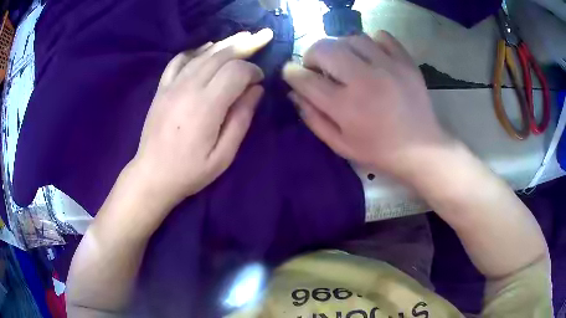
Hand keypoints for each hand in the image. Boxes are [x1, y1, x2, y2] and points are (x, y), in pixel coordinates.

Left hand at [132, 29, 272, 208]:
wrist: (152, 174)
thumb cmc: (190, 171)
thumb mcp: (224, 155)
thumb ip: (241, 119)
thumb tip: (256, 90)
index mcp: (207, 106)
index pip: (236, 71)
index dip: (253, 70)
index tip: (259, 80)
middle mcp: (189, 87)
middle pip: (221, 56)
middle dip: (244, 46)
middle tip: (260, 40)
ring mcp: (172, 85)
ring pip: (203, 54)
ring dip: (225, 45)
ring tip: (242, 38)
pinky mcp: (162, 88)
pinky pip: (179, 60)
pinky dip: (195, 50)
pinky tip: (206, 48)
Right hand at [283, 31, 447, 178]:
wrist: (421, 148)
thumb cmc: (378, 150)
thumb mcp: (340, 144)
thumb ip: (313, 118)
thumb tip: (294, 93)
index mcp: (345, 106)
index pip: (305, 79)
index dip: (292, 73)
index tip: (291, 73)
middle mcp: (364, 79)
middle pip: (324, 48)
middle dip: (312, 55)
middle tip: (318, 67)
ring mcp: (388, 66)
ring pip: (351, 38)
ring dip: (341, 47)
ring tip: (345, 61)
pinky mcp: (405, 61)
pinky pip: (382, 36)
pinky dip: (371, 42)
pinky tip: (371, 56)